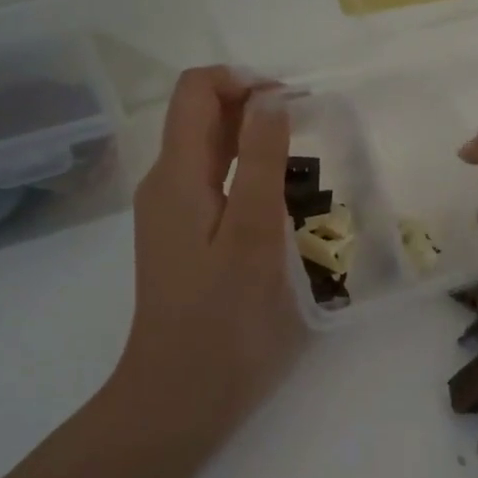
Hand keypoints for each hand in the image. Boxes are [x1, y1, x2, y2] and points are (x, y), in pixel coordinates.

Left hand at [116, 68, 306, 422]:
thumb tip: (269, 96)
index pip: (196, 90)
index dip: (243, 80)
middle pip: (202, 116)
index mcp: (175, 174)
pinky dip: (248, 174)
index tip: (293, 103)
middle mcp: (166, 184)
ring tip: (306, 165)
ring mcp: (173, 214)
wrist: (182, 397)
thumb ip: (261, 160)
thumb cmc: (224, 319)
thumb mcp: (251, 234)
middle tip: (311, 131)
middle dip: (254, 107)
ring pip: (210, 151)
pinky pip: (215, 185)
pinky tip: (282, 203)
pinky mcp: (186, 240)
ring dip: (255, 141)